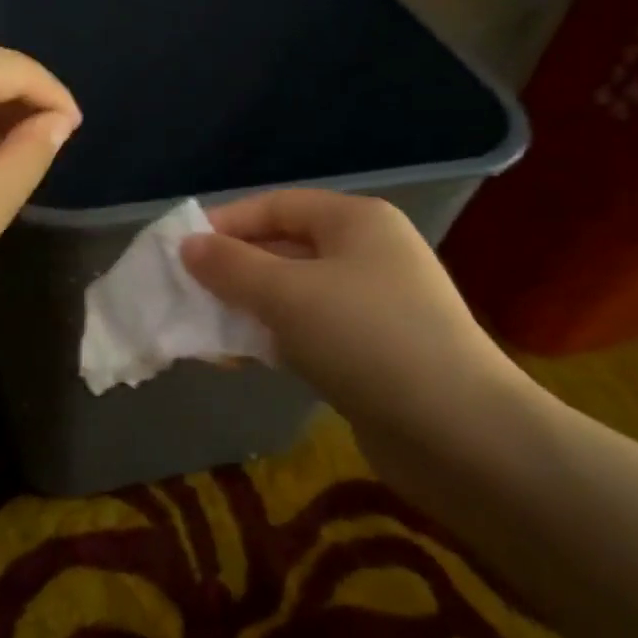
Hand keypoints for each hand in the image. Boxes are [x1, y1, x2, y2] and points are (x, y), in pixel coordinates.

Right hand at [180, 190, 527, 430]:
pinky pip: (309, 331)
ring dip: (248, 309)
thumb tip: (188, 245)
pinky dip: (274, 339)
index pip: (277, 205)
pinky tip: (240, 359)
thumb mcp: (287, 294)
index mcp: (356, 221)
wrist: (456, 432)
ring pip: (293, 294)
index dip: (226, 223)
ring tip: (202, 331)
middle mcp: (367, 254)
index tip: (181, 251)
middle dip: (233, 271)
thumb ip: (231, 267)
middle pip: (284, 248)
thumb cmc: (366, 339)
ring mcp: (373, 305)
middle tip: (186, 295)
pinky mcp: (371, 351)